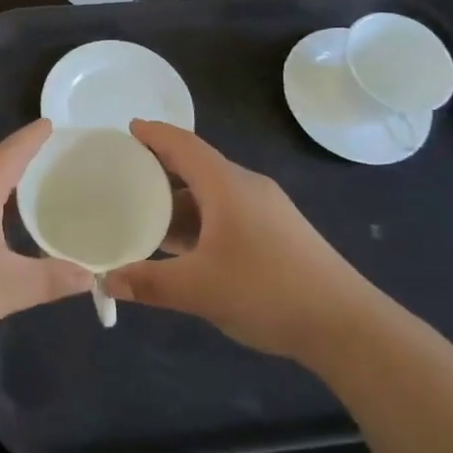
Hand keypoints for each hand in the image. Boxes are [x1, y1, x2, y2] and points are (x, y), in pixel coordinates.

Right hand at [103, 120, 375, 361]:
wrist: (345, 324)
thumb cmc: (266, 290)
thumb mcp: (199, 289)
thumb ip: (149, 283)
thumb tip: (107, 280)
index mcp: (226, 185)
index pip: (183, 144)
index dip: (154, 134)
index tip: (127, 129)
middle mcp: (246, 187)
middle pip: (196, 165)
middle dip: (161, 168)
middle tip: (124, 176)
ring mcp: (266, 209)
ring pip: (212, 193)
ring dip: (180, 199)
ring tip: (145, 212)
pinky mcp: (277, 232)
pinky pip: (226, 212)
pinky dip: (199, 219)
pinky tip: (183, 245)